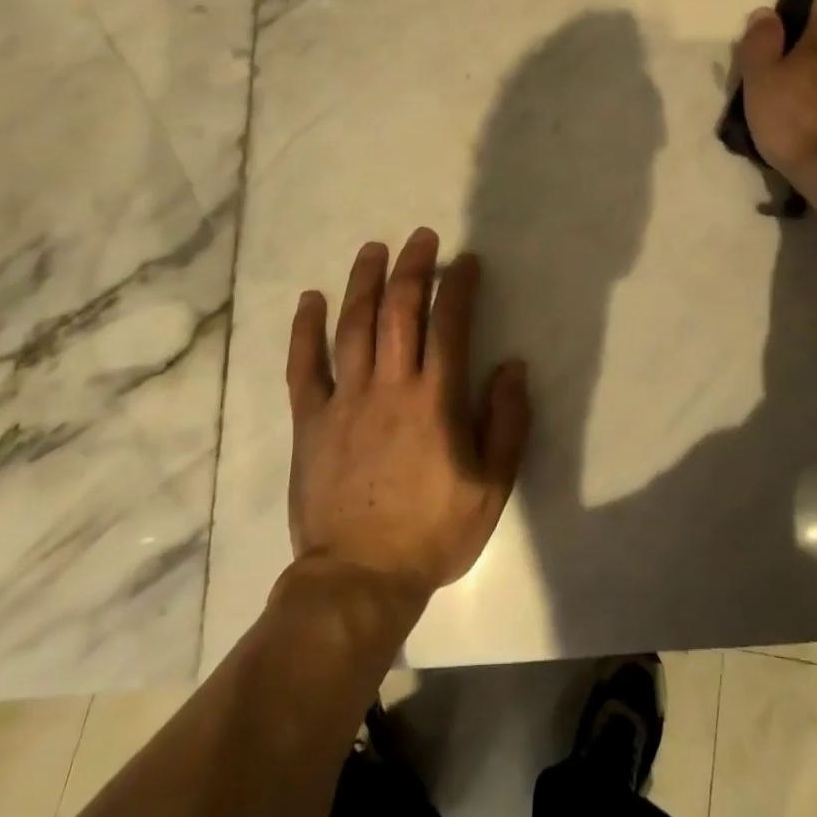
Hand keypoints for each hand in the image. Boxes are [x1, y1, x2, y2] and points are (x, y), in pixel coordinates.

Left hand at [285, 228, 530, 602]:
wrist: (358, 579)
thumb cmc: (432, 532)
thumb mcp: (493, 486)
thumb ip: (507, 422)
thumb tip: (512, 366)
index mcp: (435, 400)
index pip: (449, 325)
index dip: (458, 286)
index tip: (465, 261)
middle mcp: (390, 386)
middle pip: (399, 311)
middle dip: (412, 267)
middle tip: (421, 237)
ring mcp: (345, 400)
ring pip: (353, 326)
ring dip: (364, 282)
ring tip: (373, 249)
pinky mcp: (311, 420)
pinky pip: (304, 365)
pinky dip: (305, 329)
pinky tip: (310, 299)